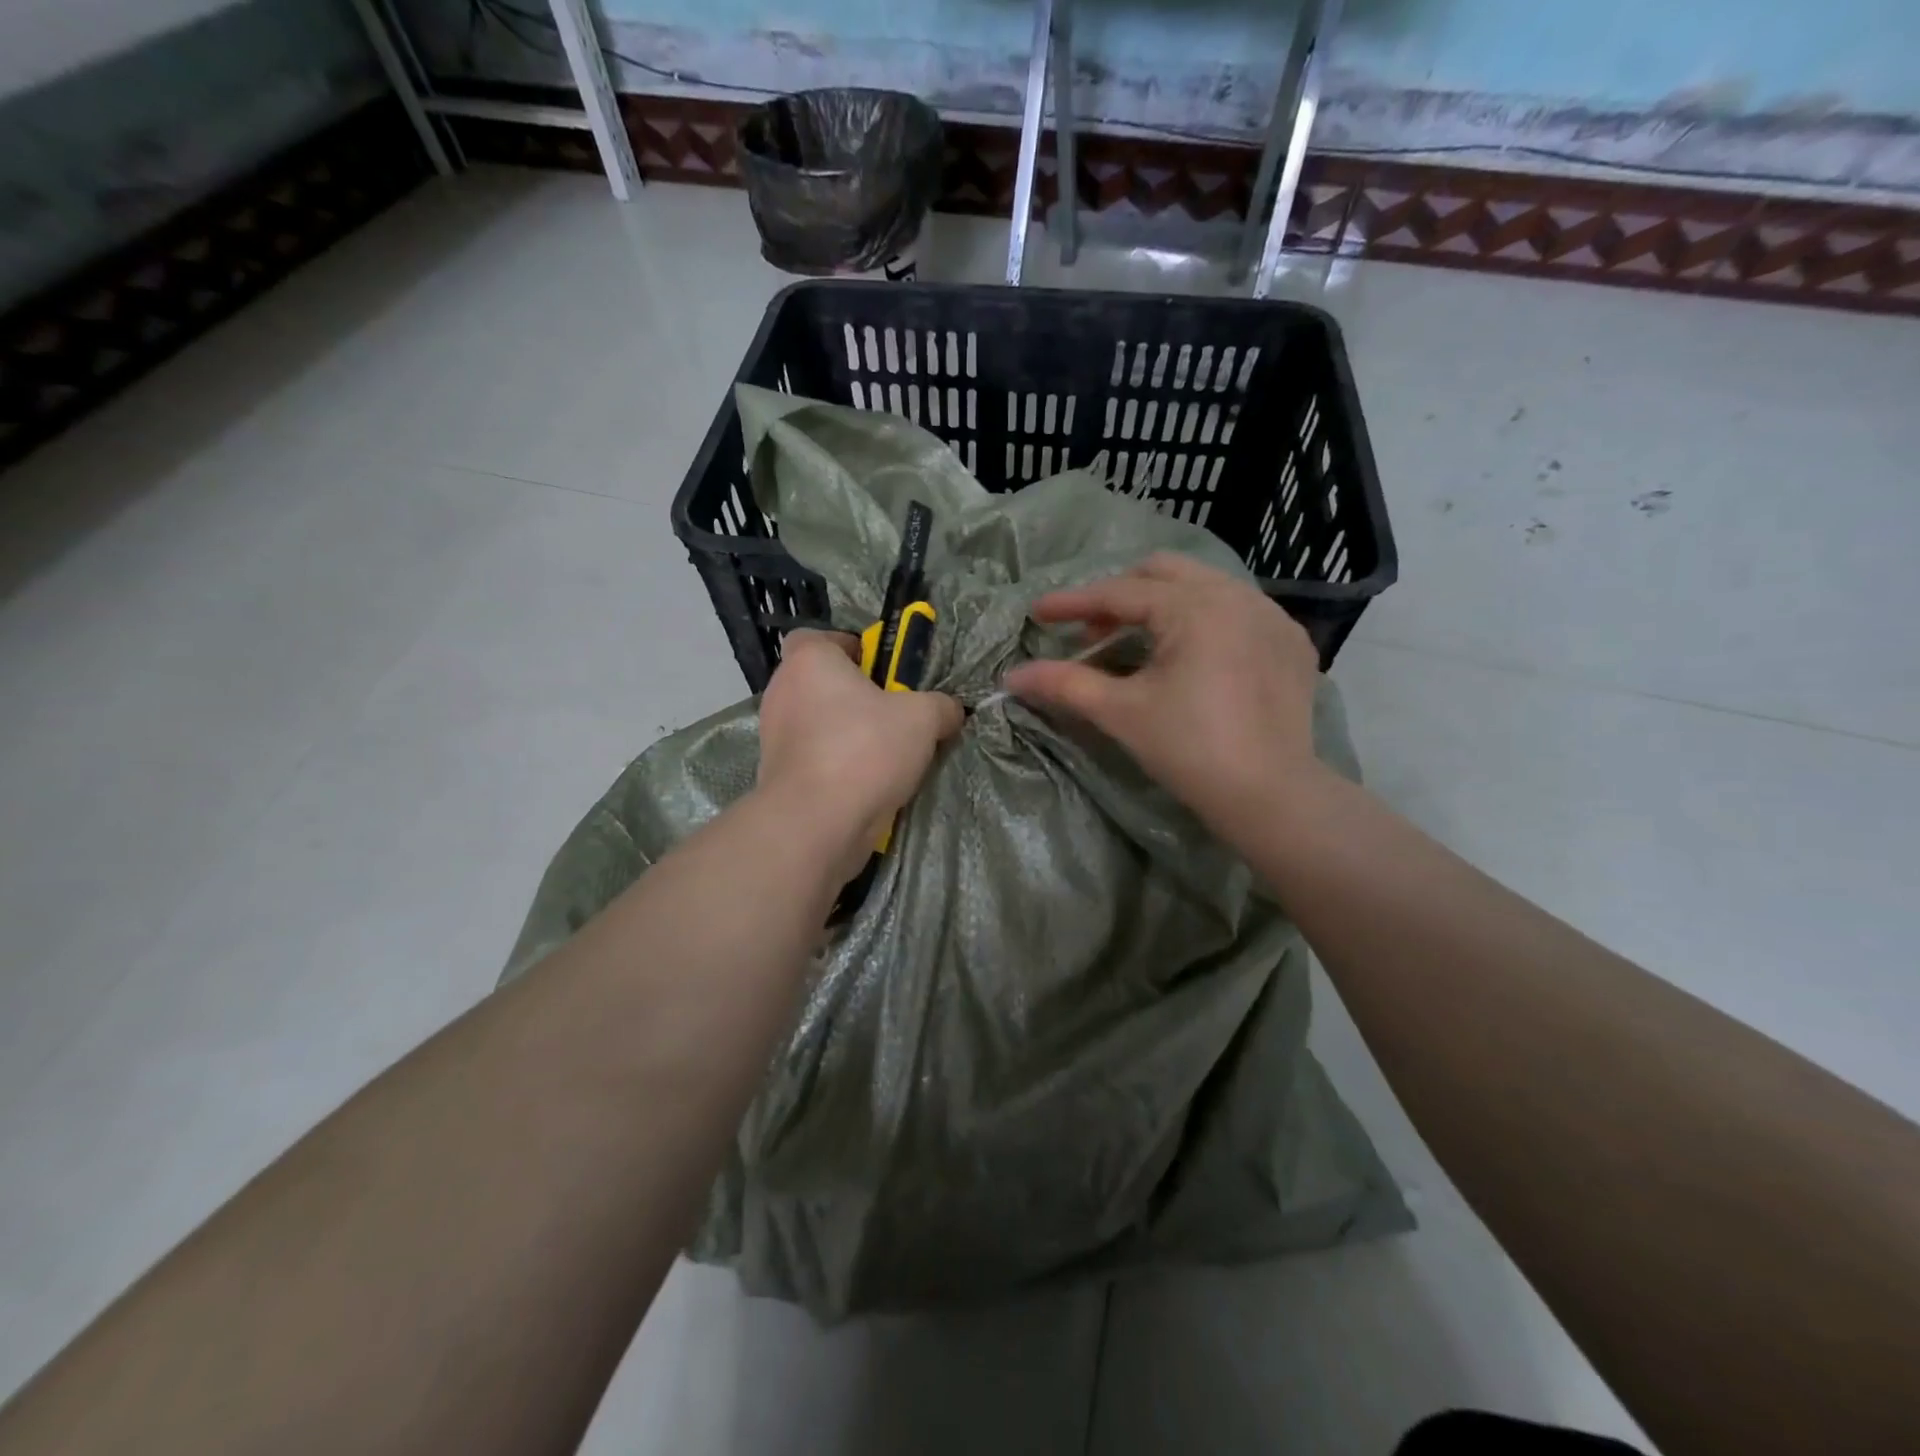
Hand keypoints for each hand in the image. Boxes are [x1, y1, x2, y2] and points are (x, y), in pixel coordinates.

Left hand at [757, 629, 963, 881]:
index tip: (881, 669)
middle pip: (821, 683)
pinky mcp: (777, 775)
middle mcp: (783, 692)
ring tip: (889, 755)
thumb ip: (941, 706)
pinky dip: (837, 766)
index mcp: (809, 661)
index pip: (817, 637)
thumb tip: (951, 711)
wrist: (816, 822)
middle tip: (894, 714)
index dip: (850, 647)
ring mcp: (774, 736)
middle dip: (856, 696)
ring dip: (848, 734)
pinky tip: (869, 784)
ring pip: (818, 723)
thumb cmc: (865, 749)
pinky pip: (814, 758)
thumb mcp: (923, 718)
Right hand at [1004, 553, 1323, 833]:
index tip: (1037, 613)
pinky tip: (1192, 655)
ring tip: (1138, 642)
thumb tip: (1011, 677)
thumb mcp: (1120, 712)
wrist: (1270, 795)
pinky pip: (1238, 610)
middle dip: (1120, 594)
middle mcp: (1237, 595)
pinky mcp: (1291, 642)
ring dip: (1162, 604)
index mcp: (1195, 607)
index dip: (1073, 602)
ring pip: (1204, 586)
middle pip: (1163, 572)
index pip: (1120, 593)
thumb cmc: (1189, 749)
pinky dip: (1204, 619)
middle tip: (1092, 631)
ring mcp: (1272, 616)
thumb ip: (1064, 684)